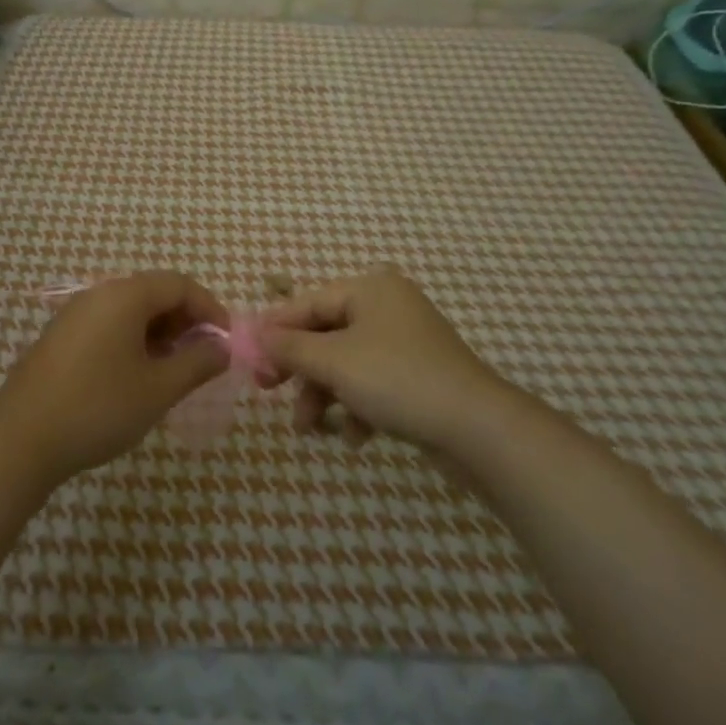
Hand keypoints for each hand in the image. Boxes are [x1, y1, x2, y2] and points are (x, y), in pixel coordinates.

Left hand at [0, 272, 229, 484]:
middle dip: (185, 321)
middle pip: (154, 293)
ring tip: (172, 371)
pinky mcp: (59, 338)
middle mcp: (98, 294)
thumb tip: (222, 348)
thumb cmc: (99, 408)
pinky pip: (108, 325)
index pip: (179, 284)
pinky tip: (135, 377)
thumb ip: (197, 363)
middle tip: (201, 358)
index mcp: (125, 296)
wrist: (20, 441)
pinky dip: (132, 341)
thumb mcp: (159, 389)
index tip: (226, 342)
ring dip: (159, 333)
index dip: (210, 308)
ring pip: (130, 311)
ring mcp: (74, 315)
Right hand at [259, 268, 508, 453]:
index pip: (307, 303)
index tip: (248, 359)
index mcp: (370, 288)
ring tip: (310, 429)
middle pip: (325, 333)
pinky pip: (373, 382)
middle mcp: (388, 306)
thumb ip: (290, 346)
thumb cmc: (397, 379)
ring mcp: (406, 341)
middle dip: (300, 369)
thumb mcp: (334, 361)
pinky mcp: (419, 374)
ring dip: (324, 394)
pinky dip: (357, 405)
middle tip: (268, 392)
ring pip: (346, 362)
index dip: (275, 330)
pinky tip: (357, 436)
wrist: (477, 427)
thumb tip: (255, 333)